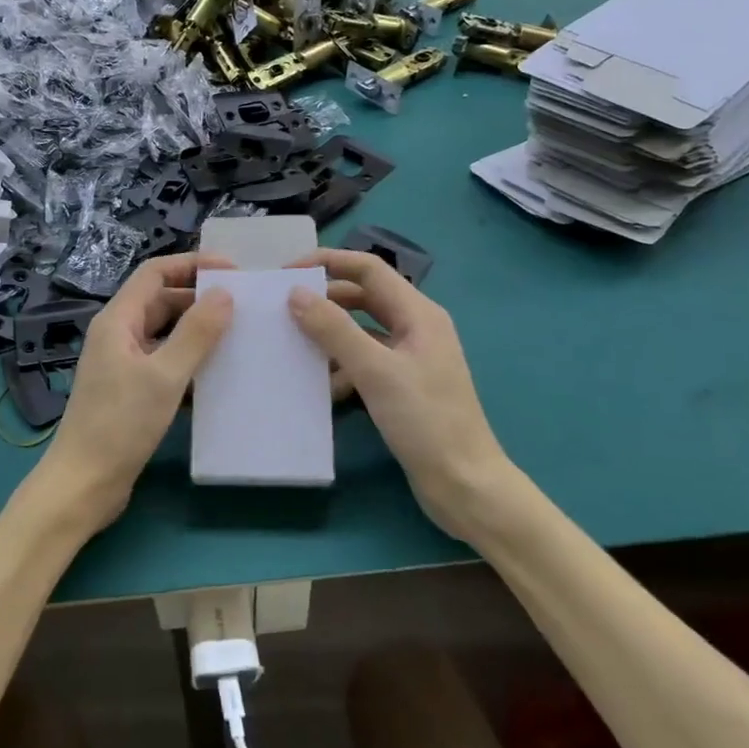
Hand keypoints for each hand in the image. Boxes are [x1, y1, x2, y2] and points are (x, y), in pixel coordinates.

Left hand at [37, 252, 234, 533]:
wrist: (83, 485)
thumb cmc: (120, 425)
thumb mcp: (164, 376)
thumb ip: (196, 333)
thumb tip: (224, 293)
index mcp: (117, 320)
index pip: (155, 273)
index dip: (191, 265)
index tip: (232, 271)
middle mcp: (118, 335)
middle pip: (161, 301)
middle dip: (199, 298)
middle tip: (243, 307)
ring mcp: (123, 364)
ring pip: (165, 333)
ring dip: (197, 332)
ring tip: (240, 336)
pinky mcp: (131, 391)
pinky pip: (165, 363)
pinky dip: (189, 362)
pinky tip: (219, 374)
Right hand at [287, 249, 509, 539]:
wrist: (465, 485)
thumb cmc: (425, 421)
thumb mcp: (375, 371)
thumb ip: (334, 329)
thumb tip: (296, 294)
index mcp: (418, 313)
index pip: (369, 269)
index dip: (329, 262)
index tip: (288, 272)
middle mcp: (416, 328)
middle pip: (363, 297)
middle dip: (325, 299)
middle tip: (283, 308)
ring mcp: (410, 358)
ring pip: (361, 331)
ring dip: (330, 335)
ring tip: (293, 344)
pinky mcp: (402, 386)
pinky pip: (364, 362)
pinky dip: (341, 368)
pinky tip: (320, 386)